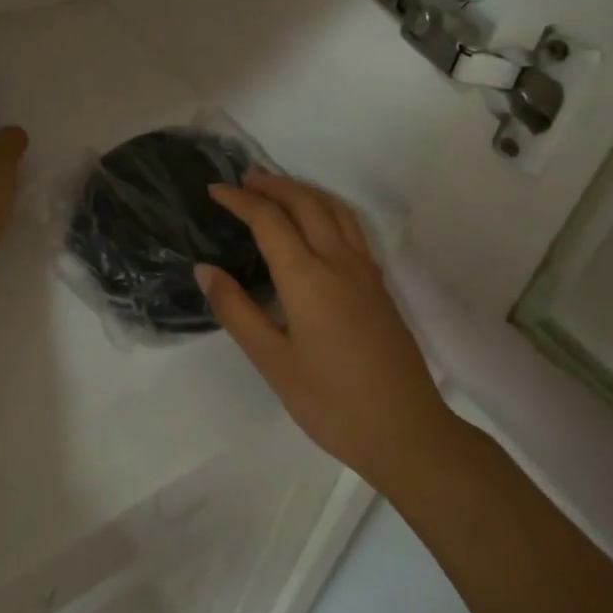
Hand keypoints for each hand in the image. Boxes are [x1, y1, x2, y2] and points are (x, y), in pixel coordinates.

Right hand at [198, 171, 451, 490]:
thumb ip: (236, 310)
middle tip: (243, 179)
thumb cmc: (331, 402)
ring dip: (302, 191)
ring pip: (333, 209)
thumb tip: (205, 269)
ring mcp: (365, 270)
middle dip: (272, 185)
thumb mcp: (272, 362)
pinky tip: (317, 224)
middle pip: (305, 202)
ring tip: (277, 190)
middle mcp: (339, 261)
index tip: (215, 191)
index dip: (240, 200)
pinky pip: (350, 226)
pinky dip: (325, 208)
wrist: (407, 432)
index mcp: (307, 277)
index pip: (269, 220)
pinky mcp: (379, 284)